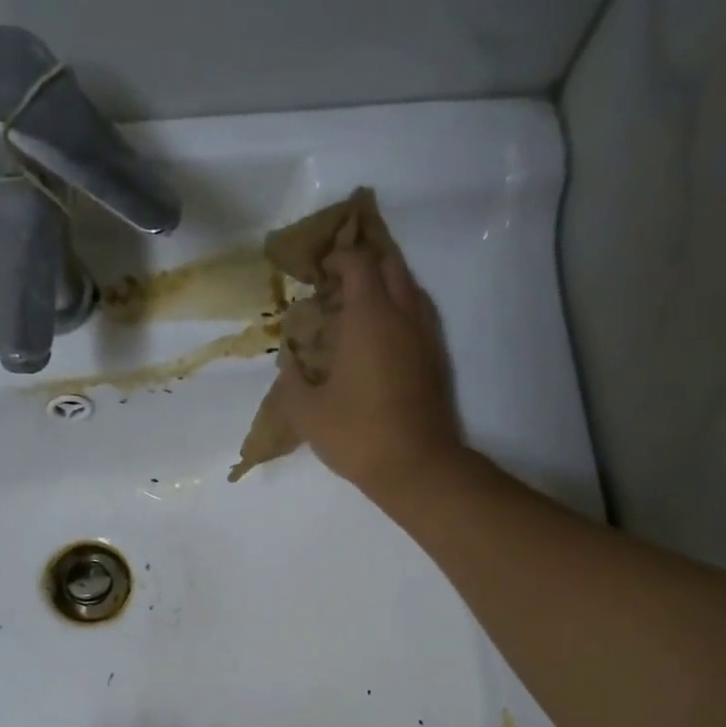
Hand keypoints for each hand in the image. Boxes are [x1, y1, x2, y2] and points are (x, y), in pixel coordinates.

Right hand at [272, 246, 463, 497]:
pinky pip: (419, 317)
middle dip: (365, 266)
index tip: (319, 272)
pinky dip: (400, 314)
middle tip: (339, 287)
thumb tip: (289, 362)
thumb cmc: (357, 435)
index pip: (358, 264)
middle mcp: (403, 316)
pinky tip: (381, 341)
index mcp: (369, 317)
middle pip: (390, 266)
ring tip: (359, 311)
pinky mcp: (436, 360)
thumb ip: (291, 381)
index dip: (337, 259)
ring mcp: (425, 337)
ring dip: (386, 289)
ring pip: (410, 290)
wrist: (416, 466)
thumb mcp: (307, 413)